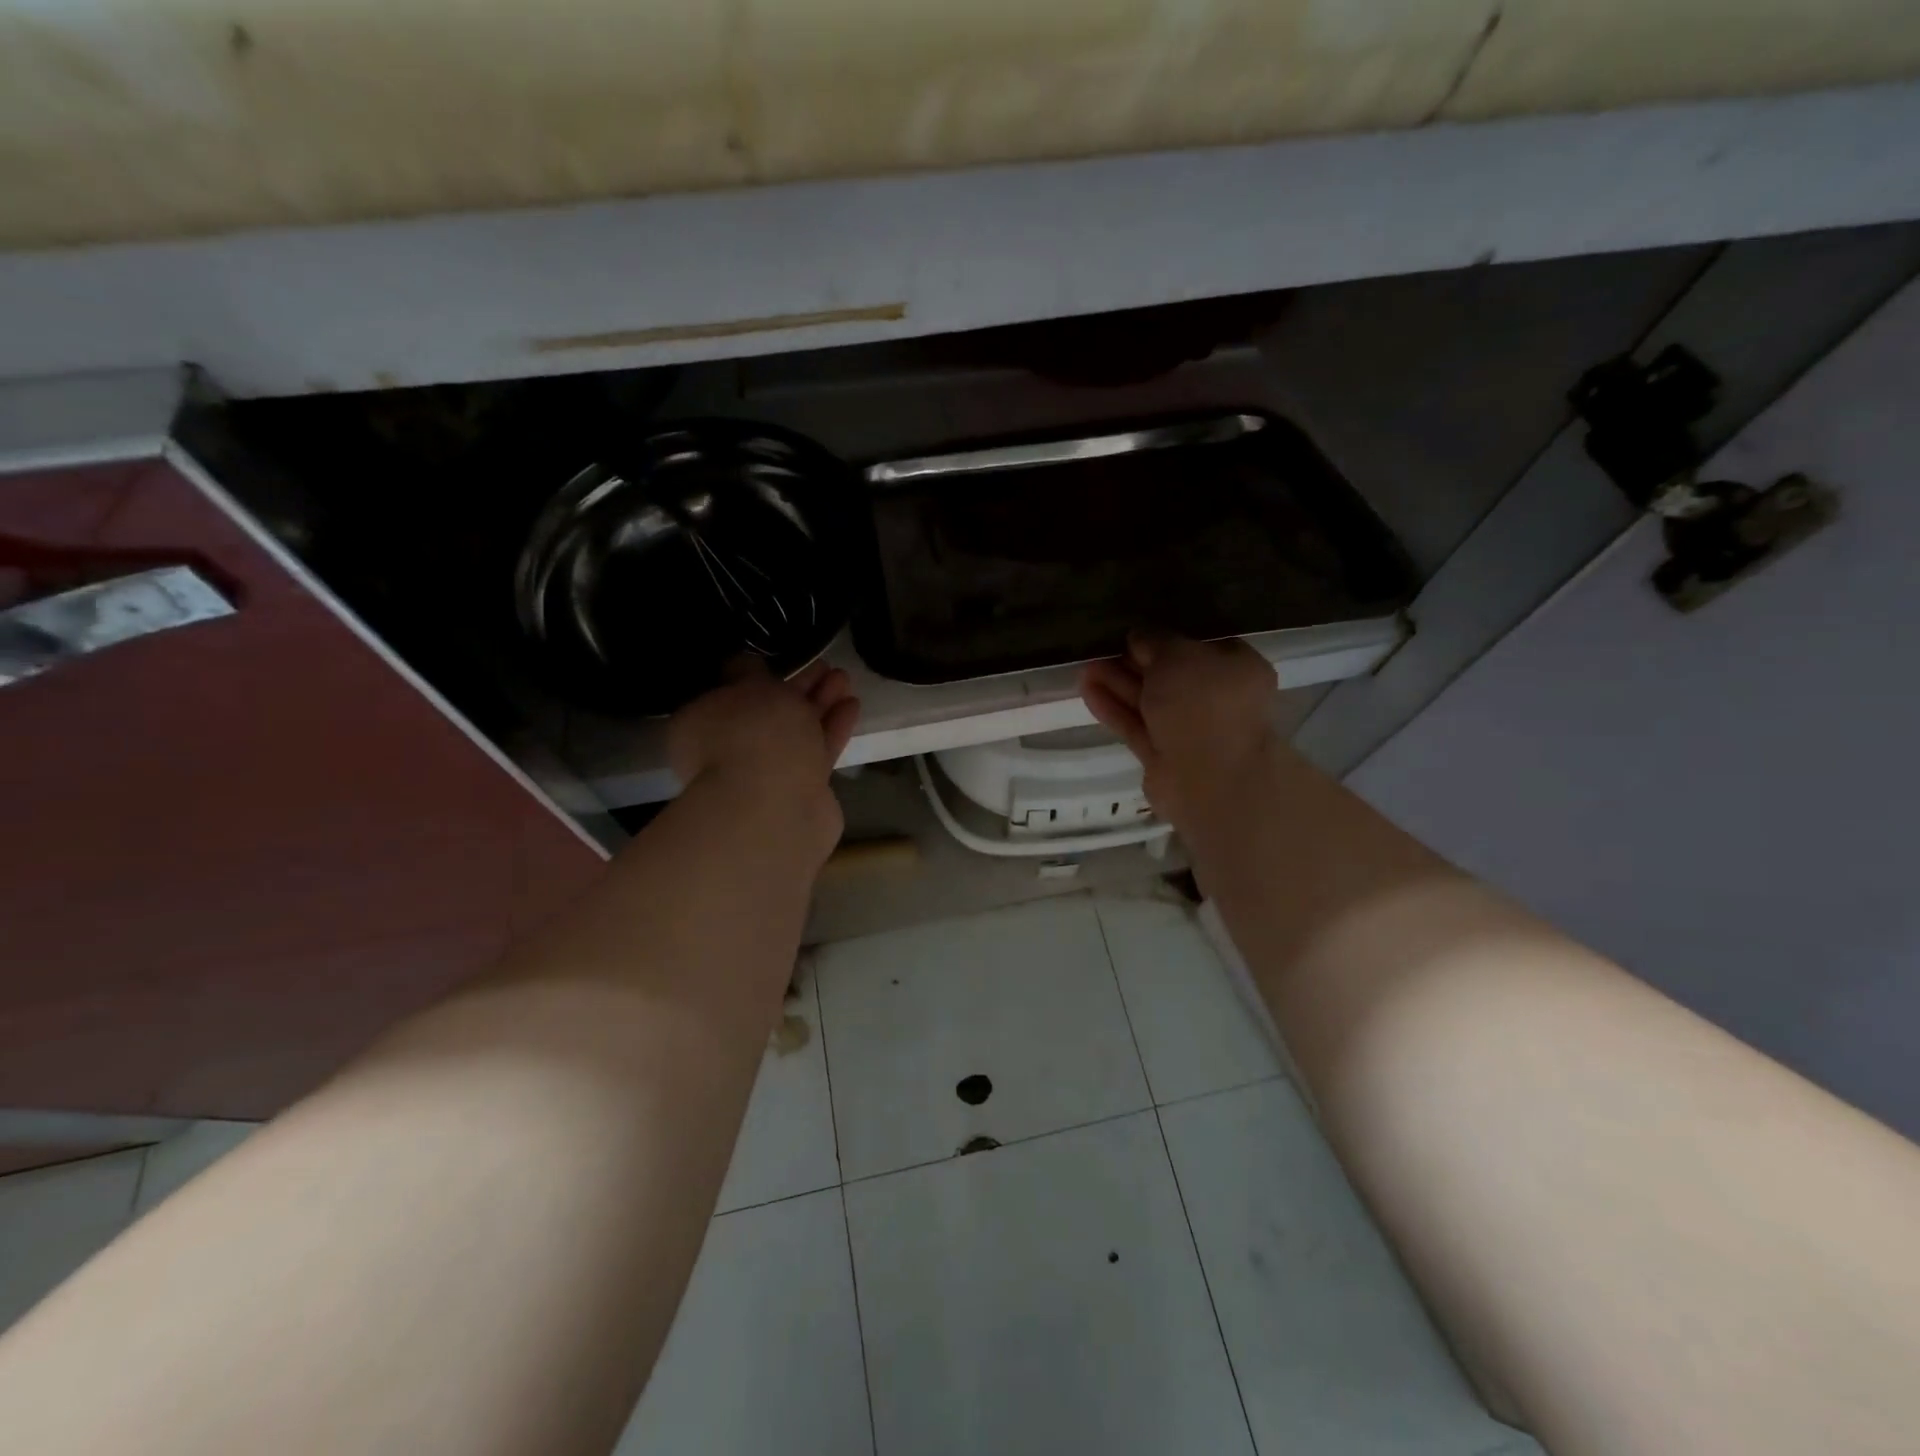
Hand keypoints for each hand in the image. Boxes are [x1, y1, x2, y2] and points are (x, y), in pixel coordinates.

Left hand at [668, 659, 859, 837]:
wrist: (774, 807)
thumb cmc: (751, 735)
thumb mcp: (747, 688)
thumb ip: (749, 673)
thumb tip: (744, 665)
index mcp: (701, 726)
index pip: (729, 693)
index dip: (758, 674)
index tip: (785, 661)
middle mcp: (729, 752)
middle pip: (769, 713)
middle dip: (799, 688)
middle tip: (826, 666)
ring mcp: (766, 774)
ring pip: (797, 731)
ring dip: (821, 704)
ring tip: (844, 679)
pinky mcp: (800, 790)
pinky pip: (817, 750)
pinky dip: (833, 728)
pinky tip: (852, 706)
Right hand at [1080, 633, 1279, 832]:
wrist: (1210, 779)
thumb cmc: (1205, 703)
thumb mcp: (1178, 654)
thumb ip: (1155, 641)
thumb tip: (1139, 637)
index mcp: (1236, 668)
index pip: (1199, 644)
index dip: (1165, 635)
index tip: (1134, 628)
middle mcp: (1217, 699)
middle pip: (1170, 674)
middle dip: (1134, 660)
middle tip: (1100, 646)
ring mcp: (1190, 730)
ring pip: (1149, 701)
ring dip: (1117, 683)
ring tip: (1083, 666)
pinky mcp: (1163, 756)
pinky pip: (1136, 725)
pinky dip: (1113, 708)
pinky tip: (1086, 690)